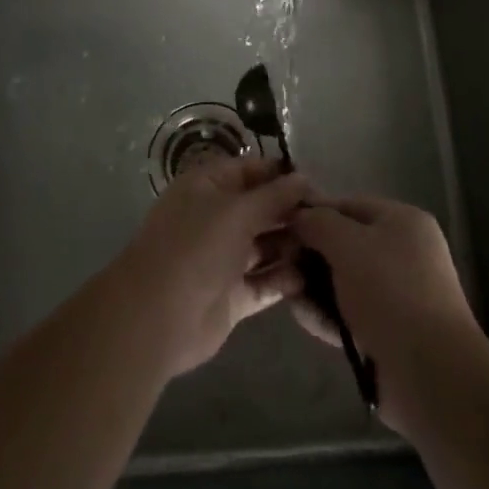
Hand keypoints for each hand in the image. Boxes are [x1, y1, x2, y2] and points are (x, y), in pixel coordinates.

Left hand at [117, 155, 310, 378]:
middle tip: (331, 218)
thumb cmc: (195, 248)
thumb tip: (303, 178)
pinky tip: (312, 276)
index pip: (250, 170)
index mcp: (207, 187)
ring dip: (292, 245)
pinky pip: (263, 282)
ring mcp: (222, 258)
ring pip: (264, 246)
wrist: (157, 318)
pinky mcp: (231, 295)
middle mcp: (215, 218)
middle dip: (291, 211)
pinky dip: (284, 279)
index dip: (281, 174)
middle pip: (260, 208)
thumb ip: (273, 196)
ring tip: (328, 246)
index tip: (317, 182)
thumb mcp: (237, 211)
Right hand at [289, 196, 480, 434]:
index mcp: (402, 221)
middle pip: (343, 244)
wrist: (431, 373)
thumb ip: (318, 223)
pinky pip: (349, 312)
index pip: (347, 205)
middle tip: (280, 266)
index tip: (278, 227)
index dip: (312, 213)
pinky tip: (303, 317)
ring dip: (313, 287)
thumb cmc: (390, 292)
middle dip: (309, 255)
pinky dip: (326, 313)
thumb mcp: (348, 244)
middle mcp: (402, 253)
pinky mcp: (387, 331)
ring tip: (287, 294)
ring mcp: (396, 294)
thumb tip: (297, 214)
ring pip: (342, 281)